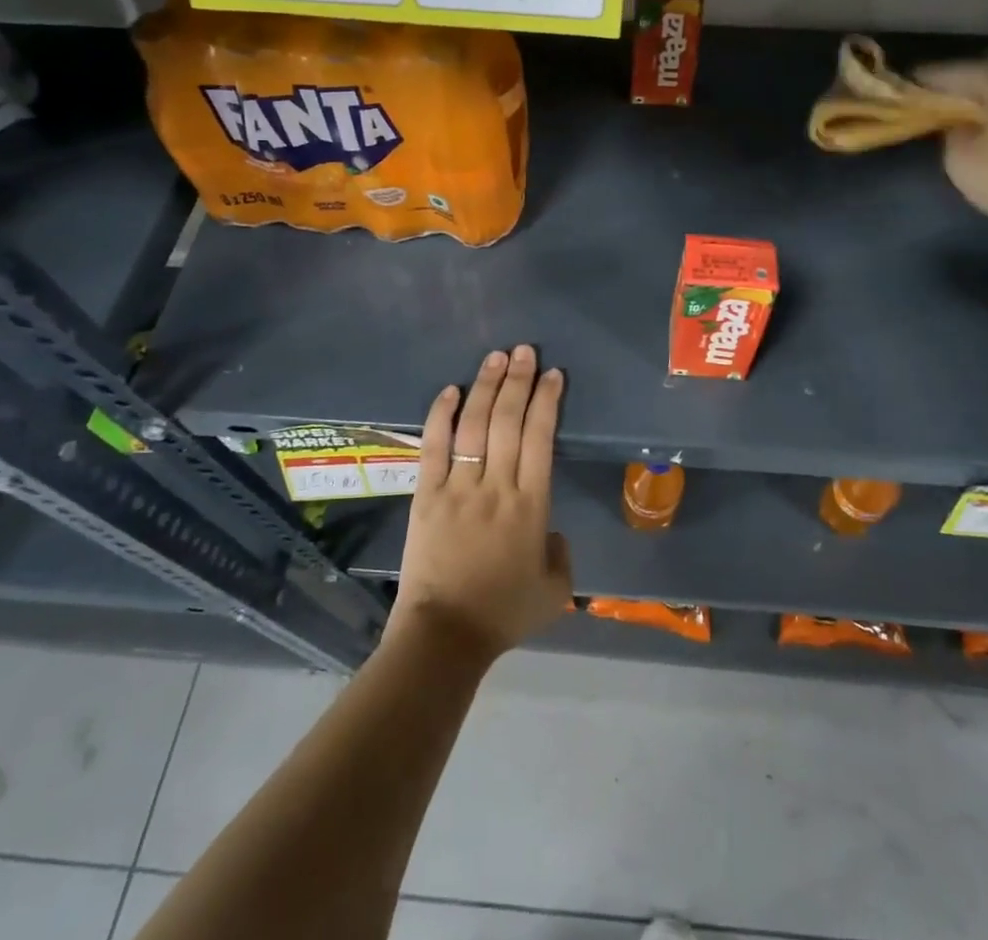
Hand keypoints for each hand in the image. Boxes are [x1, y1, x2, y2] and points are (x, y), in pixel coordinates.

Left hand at [390, 345, 572, 664]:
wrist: (445, 636)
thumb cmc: (503, 614)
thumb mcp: (555, 590)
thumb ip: (560, 553)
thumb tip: (548, 529)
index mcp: (531, 505)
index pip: (541, 438)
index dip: (547, 401)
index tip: (552, 375)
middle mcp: (497, 486)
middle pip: (509, 421)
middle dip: (519, 381)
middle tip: (524, 351)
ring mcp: (459, 487)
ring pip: (475, 425)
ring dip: (486, 387)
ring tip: (496, 357)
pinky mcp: (426, 494)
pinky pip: (434, 446)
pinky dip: (441, 415)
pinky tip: (451, 389)